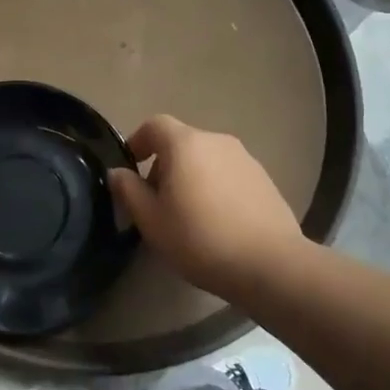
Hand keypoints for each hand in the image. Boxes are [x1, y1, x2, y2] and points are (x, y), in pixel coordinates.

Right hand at [108, 115, 306, 294]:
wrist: (271, 264)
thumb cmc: (200, 239)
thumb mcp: (151, 220)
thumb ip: (128, 191)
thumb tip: (118, 172)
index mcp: (186, 144)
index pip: (154, 125)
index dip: (137, 141)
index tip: (131, 168)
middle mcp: (217, 141)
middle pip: (181, 142)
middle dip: (164, 165)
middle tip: (156, 202)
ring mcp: (245, 159)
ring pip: (206, 159)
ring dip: (191, 177)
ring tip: (188, 215)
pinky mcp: (265, 179)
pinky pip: (228, 174)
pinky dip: (215, 187)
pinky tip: (217, 222)